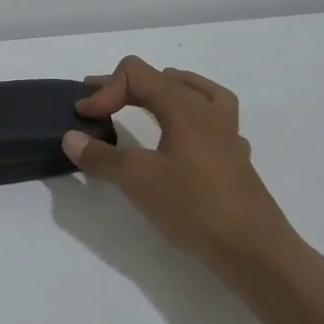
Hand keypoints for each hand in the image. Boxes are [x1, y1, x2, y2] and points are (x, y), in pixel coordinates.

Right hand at [61, 56, 293, 276]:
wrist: (253, 249)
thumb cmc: (193, 205)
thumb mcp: (137, 179)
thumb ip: (101, 156)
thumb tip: (70, 138)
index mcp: (184, 106)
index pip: (137, 74)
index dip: (104, 89)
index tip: (84, 117)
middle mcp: (208, 110)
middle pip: (163, 78)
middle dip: (125, 87)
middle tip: (97, 103)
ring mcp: (227, 134)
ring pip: (196, 93)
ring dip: (165, 92)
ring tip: (146, 102)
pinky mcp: (234, 159)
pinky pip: (212, 121)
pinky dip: (189, 119)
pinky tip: (181, 141)